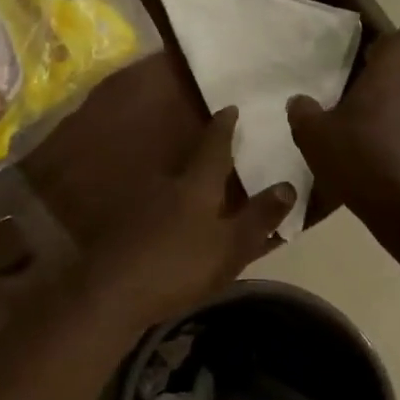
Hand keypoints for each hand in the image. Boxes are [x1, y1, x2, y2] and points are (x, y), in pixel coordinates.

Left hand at [81, 107, 294, 328]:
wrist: (112, 292)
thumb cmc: (179, 266)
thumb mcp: (229, 247)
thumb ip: (258, 218)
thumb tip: (287, 185)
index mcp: (195, 186)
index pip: (214, 147)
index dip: (224, 127)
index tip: (229, 107)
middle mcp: (165, 185)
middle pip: (188, 165)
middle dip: (203, 158)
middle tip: (221, 155)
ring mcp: (139, 205)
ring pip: (168, 188)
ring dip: (183, 188)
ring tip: (198, 194)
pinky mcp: (122, 226)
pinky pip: (153, 210)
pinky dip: (165, 212)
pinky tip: (168, 225)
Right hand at [288, 27, 399, 224]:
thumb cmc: (359, 162)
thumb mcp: (313, 137)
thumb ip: (303, 112)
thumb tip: (300, 101)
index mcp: (394, 75)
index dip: (391, 47)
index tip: (370, 66)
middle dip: (391, 90)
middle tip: (362, 116)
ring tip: (379, 151)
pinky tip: (398, 175)